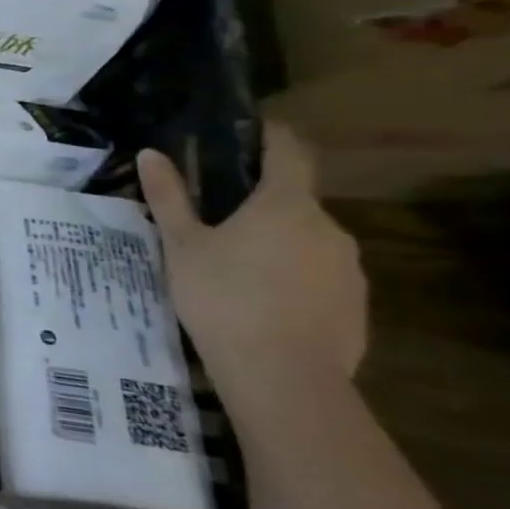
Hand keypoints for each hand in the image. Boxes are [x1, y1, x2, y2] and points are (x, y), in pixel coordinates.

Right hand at [138, 121, 366, 390]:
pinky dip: (294, 279)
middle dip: (262, 204)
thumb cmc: (223, 297)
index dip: (272, 136)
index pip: (290, 152)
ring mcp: (349, 270)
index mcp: (286, 204)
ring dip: (278, 244)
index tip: (251, 131)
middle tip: (219, 220)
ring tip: (236, 268)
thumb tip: (152, 153)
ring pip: (308, 242)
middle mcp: (328, 228)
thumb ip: (169, 198)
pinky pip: (320, 278)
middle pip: (296, 201)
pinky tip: (262, 303)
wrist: (283, 377)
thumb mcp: (182, 245)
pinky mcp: (357, 307)